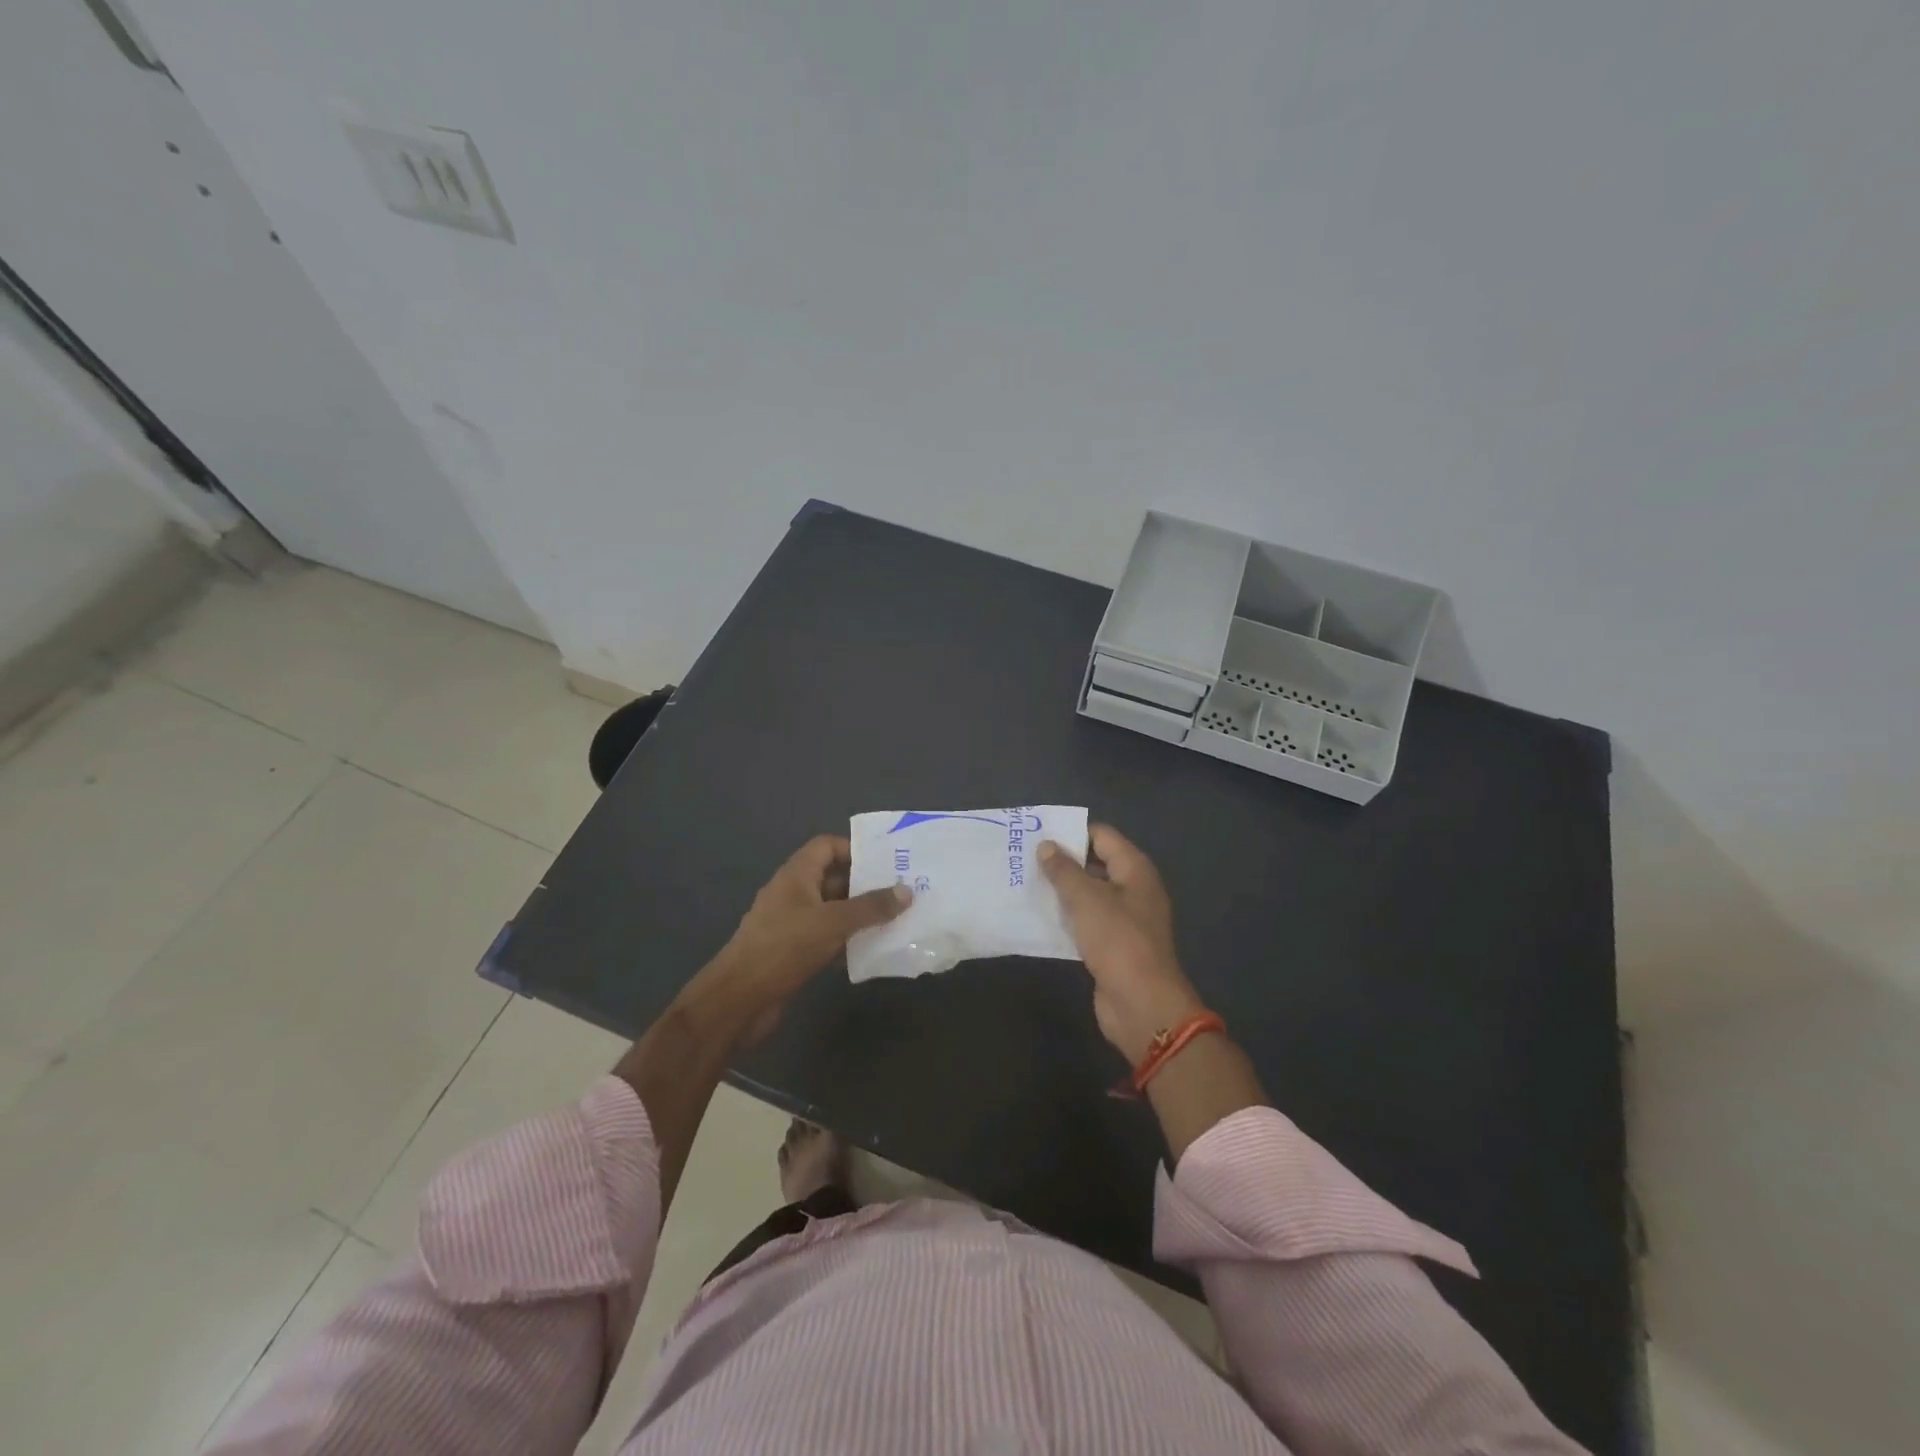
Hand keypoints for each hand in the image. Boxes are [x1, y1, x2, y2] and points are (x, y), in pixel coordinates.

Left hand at [708, 834, 910, 1043]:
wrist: (740, 999)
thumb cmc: (784, 948)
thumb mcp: (832, 922)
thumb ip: (870, 907)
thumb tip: (906, 891)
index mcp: (796, 875)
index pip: (827, 846)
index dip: (855, 849)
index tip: (887, 862)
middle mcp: (793, 894)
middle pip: (834, 878)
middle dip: (866, 885)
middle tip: (903, 891)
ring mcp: (792, 924)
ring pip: (833, 911)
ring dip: (860, 915)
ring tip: (898, 919)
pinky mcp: (794, 952)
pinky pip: (828, 937)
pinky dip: (848, 940)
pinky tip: (874, 950)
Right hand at [1039, 826, 1205, 1064]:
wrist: (1142, 1005)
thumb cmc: (1118, 941)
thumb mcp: (1086, 899)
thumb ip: (1064, 870)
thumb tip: (1047, 845)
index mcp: (1135, 870)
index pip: (1102, 835)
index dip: (1072, 831)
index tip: (1037, 833)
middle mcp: (1133, 889)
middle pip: (1095, 863)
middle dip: (1063, 861)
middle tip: (1024, 857)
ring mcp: (1124, 919)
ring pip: (1088, 894)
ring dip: (1061, 890)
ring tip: (1024, 883)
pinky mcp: (1113, 945)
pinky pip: (1086, 921)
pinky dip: (1066, 917)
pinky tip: (1038, 916)